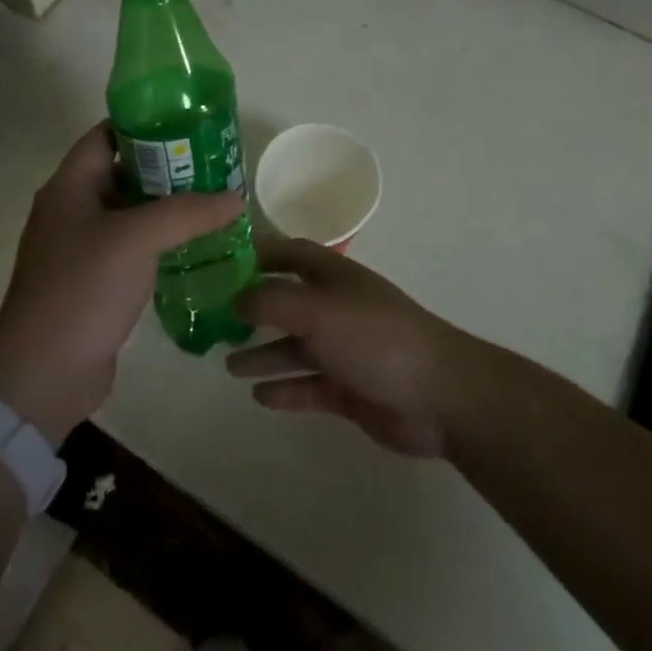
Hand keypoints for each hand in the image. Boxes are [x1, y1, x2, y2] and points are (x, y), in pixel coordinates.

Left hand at [0, 122, 242, 444]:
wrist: (42, 375)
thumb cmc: (82, 289)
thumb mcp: (136, 239)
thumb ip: (187, 212)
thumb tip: (235, 197)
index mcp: (69, 187)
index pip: (106, 135)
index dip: (143, 122)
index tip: (187, 121)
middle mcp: (72, 210)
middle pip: (122, 171)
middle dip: (166, 164)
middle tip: (212, 161)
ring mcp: (81, 249)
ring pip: (130, 211)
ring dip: (166, 205)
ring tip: (213, 198)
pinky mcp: (94, 282)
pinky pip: (132, 247)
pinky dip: (160, 240)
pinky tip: (196, 243)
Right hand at [227, 232, 473, 457]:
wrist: (436, 395)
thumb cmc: (373, 337)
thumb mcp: (316, 310)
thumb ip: (271, 301)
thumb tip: (235, 296)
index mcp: (333, 277)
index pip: (292, 254)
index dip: (261, 254)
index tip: (223, 261)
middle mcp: (337, 308)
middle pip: (288, 304)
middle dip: (254, 311)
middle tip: (216, 322)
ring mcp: (344, 350)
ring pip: (295, 349)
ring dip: (264, 355)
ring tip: (227, 366)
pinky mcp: (350, 389)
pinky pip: (308, 387)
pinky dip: (285, 390)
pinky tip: (259, 396)